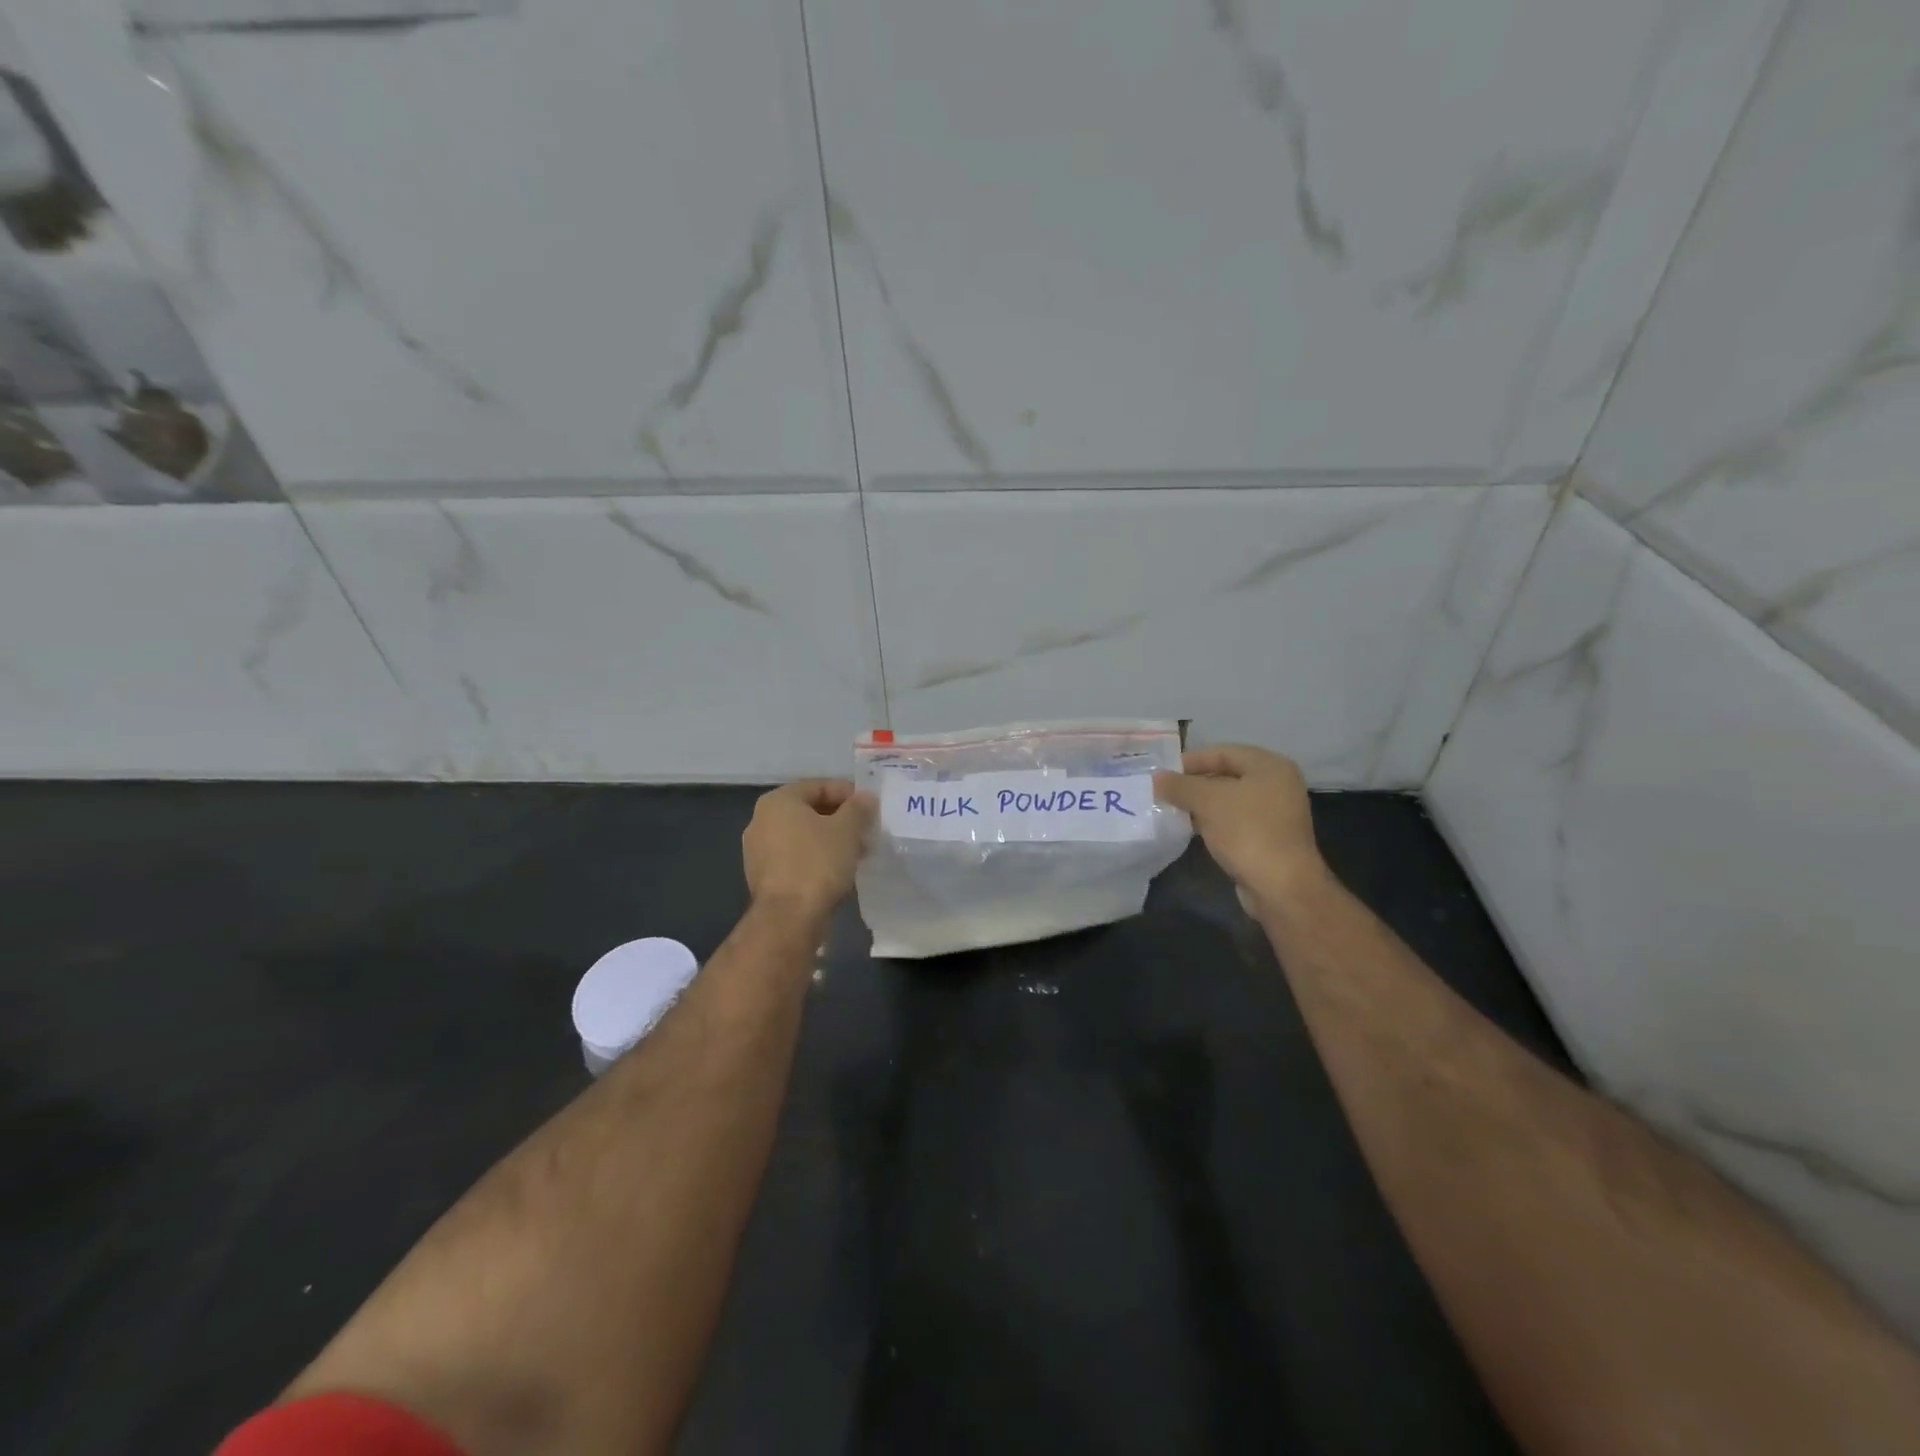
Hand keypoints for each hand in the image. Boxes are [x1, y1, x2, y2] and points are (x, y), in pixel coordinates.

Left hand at [742, 779, 876, 924]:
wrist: (789, 918)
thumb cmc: (818, 863)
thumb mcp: (848, 830)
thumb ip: (859, 808)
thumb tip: (866, 798)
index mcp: (778, 801)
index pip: (820, 786)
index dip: (849, 794)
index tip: (871, 808)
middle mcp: (761, 821)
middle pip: (810, 811)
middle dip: (841, 819)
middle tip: (867, 831)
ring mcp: (758, 851)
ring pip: (803, 837)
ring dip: (830, 841)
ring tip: (857, 853)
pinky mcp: (763, 877)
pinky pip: (796, 858)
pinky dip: (817, 859)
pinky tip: (838, 871)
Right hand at [1154, 745, 1328, 914]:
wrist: (1281, 886)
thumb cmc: (1247, 831)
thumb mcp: (1207, 801)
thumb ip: (1180, 785)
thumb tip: (1157, 778)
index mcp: (1269, 766)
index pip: (1222, 752)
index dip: (1191, 760)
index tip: (1163, 773)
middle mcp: (1277, 785)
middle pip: (1226, 775)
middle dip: (1193, 784)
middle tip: (1163, 792)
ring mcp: (1274, 814)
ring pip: (1229, 801)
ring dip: (1200, 805)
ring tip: (1171, 810)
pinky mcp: (1268, 838)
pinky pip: (1234, 822)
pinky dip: (1212, 822)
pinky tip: (1190, 829)